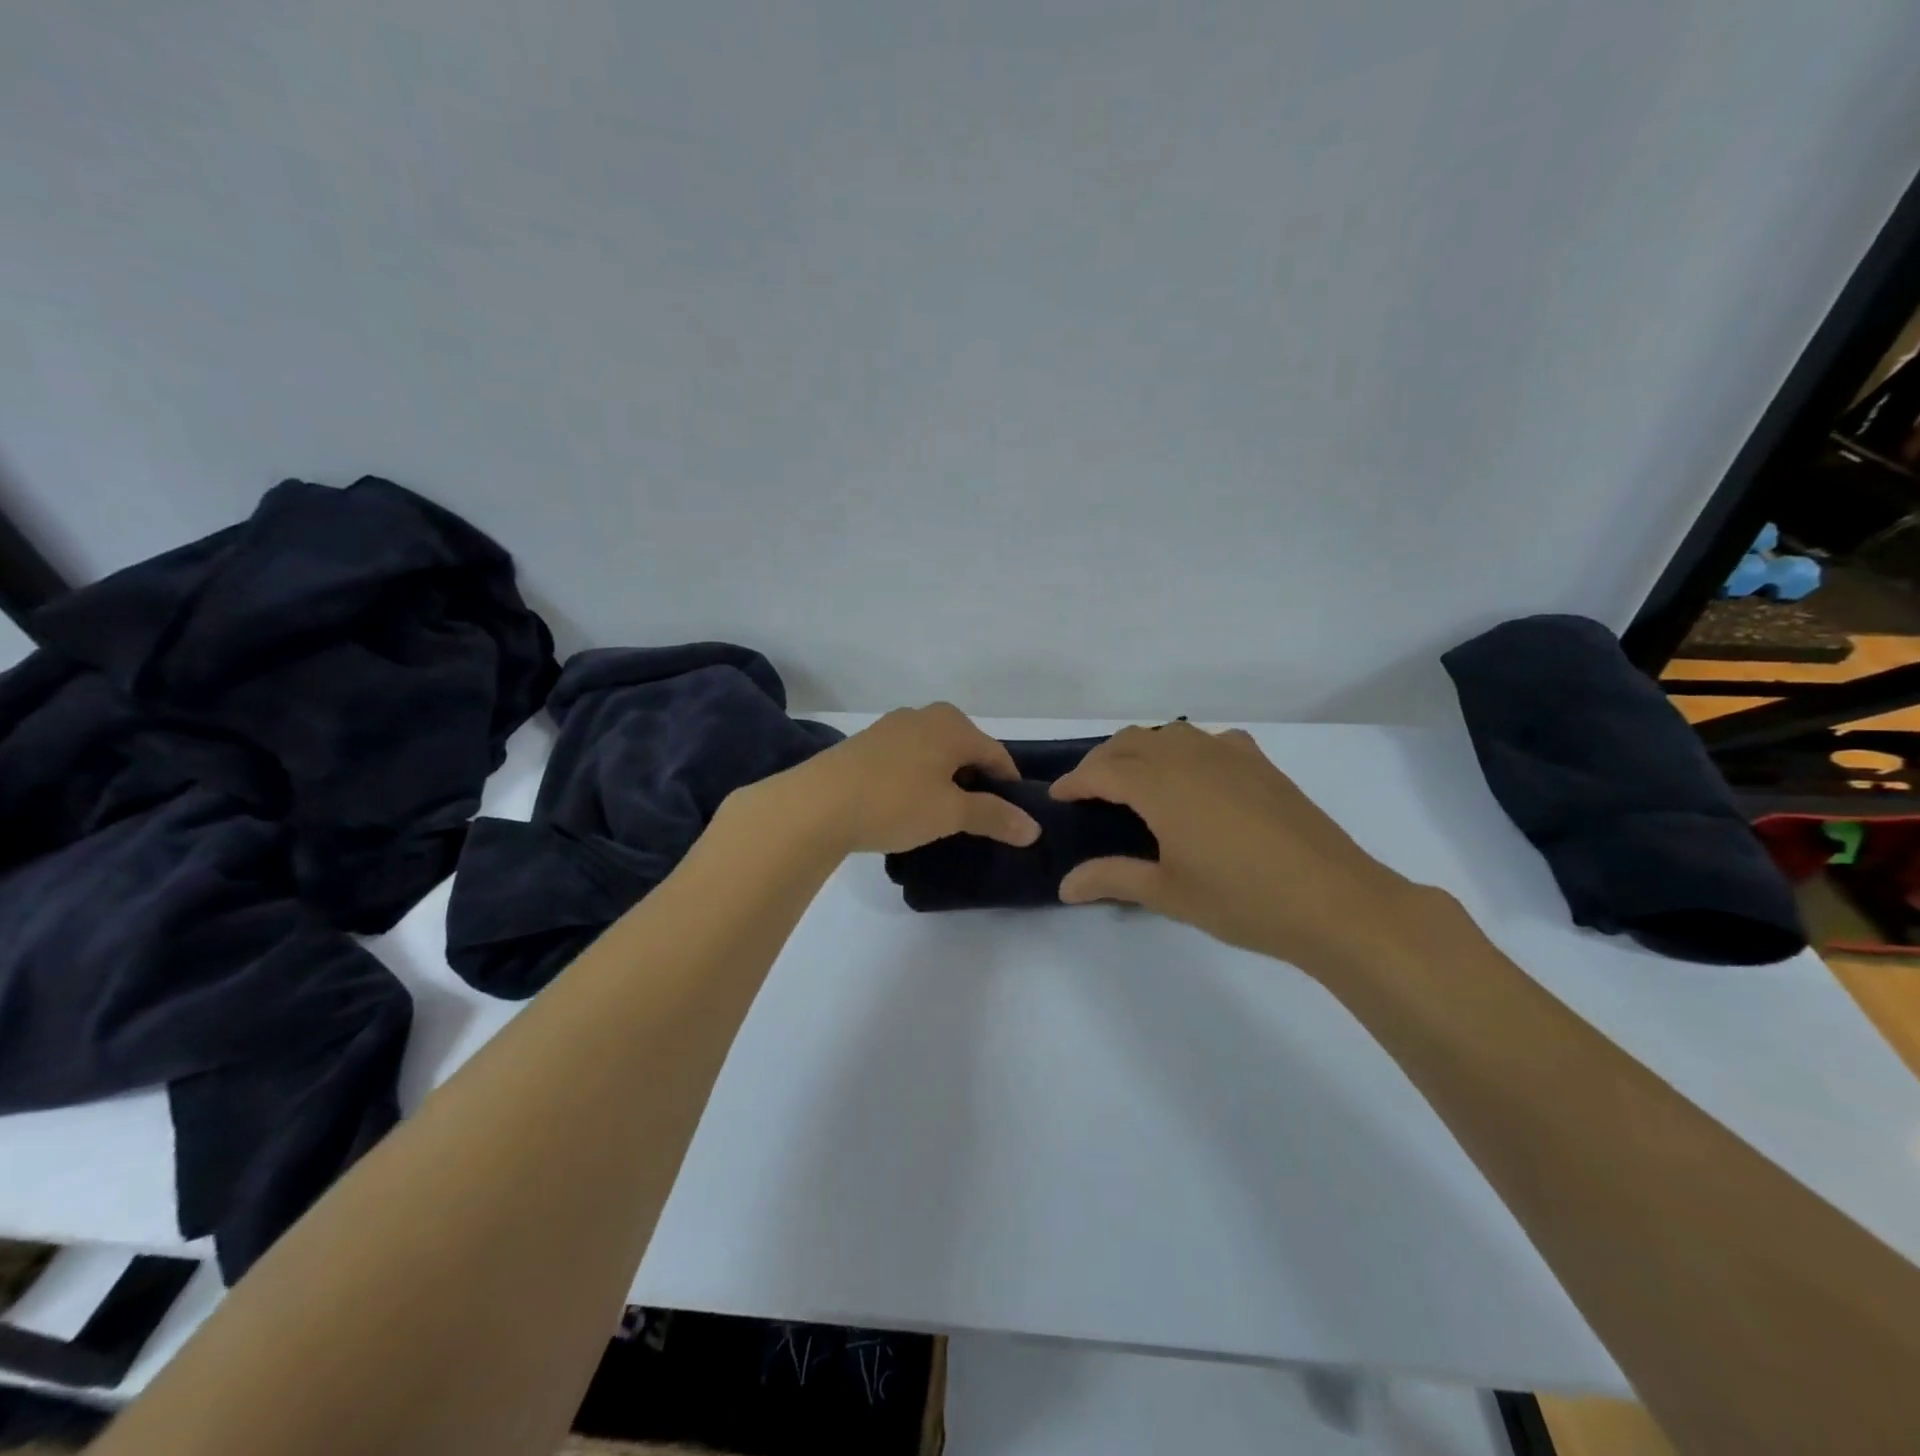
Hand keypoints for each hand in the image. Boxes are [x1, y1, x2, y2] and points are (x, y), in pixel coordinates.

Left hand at [772, 703, 1041, 855]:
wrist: (817, 804)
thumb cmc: (895, 803)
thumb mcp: (950, 813)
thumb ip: (994, 817)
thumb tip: (1033, 828)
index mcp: (953, 724)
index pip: (997, 755)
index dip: (1009, 787)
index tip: (1011, 818)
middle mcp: (925, 715)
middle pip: (966, 750)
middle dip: (976, 782)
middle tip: (976, 819)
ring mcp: (892, 726)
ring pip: (935, 753)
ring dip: (945, 780)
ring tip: (940, 815)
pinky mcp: (867, 743)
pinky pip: (908, 758)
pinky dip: (918, 778)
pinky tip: (906, 804)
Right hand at [1050, 722, 1431, 976]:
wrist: (1335, 901)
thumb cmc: (1243, 899)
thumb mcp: (1168, 893)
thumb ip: (1111, 878)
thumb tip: (1064, 885)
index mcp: (1161, 784)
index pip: (1102, 771)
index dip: (1075, 782)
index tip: (1057, 797)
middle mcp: (1190, 756)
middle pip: (1131, 741)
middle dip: (1102, 761)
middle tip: (1089, 793)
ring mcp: (1230, 753)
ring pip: (1170, 733)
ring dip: (1141, 750)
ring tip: (1134, 783)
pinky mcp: (1260, 763)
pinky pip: (1208, 740)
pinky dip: (1185, 749)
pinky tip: (1193, 777)